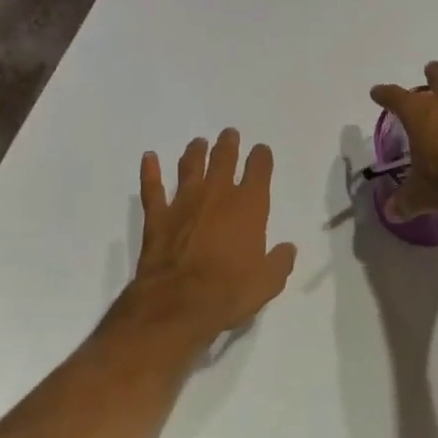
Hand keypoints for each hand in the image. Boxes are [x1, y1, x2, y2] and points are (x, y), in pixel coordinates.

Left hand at [117, 129, 296, 354]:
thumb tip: (288, 249)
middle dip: (228, 144)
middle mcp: (218, 194)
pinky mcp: (158, 216)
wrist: (178, 304)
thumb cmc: (229, 292)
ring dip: (195, 152)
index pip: (259, 170)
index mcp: (249, 206)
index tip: (261, 151)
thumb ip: (280, 262)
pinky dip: (150, 171)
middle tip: (229, 134)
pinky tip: (149, 157)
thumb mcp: (267, 283)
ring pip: (191, 166)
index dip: (261, 157)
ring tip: (198, 142)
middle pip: (224, 158)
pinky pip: (152, 187)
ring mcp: (185, 202)